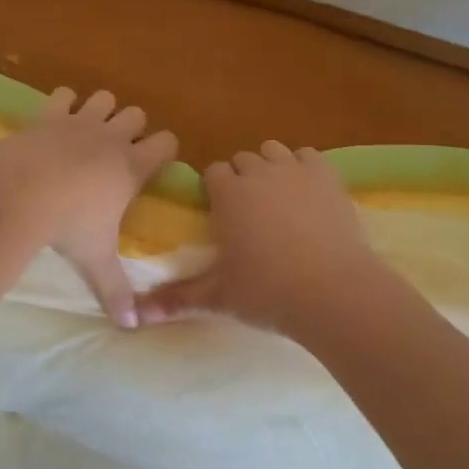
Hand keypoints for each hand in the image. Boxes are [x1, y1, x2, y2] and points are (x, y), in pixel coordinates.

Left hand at [0, 87, 176, 327]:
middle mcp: (112, 137)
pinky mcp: (49, 113)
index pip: (167, 143)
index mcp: (132, 166)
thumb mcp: (94, 259)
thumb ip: (115, 290)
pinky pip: (64, 94)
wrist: (21, 192)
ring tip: (88, 133)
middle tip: (117, 153)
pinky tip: (55, 120)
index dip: (164, 150)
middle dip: (132, 128)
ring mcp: (80, 121)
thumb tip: (130, 327)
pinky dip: (63, 103)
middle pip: (137, 114)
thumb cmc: (68, 225)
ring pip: (104, 98)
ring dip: (100, 111)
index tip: (155, 163)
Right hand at [134, 141, 412, 339]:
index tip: (222, 214)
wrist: (333, 291)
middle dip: (242, 179)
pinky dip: (303, 167)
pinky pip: (306, 155)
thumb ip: (178, 299)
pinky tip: (307, 193)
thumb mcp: (219, 298)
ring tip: (279, 200)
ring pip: (273, 151)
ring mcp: (293, 169)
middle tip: (250, 214)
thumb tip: (136, 317)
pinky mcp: (325, 174)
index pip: (212, 173)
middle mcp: (257, 171)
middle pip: (242, 160)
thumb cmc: (268, 292)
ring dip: (270, 168)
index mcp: (227, 193)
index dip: (216, 190)